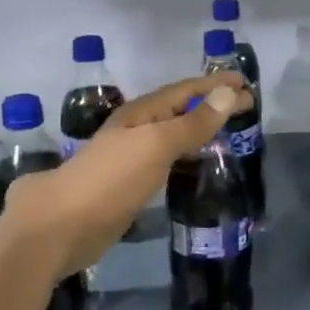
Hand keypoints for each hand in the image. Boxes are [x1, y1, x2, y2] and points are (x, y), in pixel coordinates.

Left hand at [0, 72, 249, 276]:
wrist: (61, 226)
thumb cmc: (111, 179)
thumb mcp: (156, 145)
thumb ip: (193, 122)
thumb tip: (229, 93)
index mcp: (141, 113)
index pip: (186, 90)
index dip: (216, 85)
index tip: (248, 84)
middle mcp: (135, 129)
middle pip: (179, 109)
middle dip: (211, 104)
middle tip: (245, 107)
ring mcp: (130, 158)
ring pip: (172, 134)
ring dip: (198, 128)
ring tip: (227, 131)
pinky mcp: (129, 185)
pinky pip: (166, 160)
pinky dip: (186, 155)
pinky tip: (195, 165)